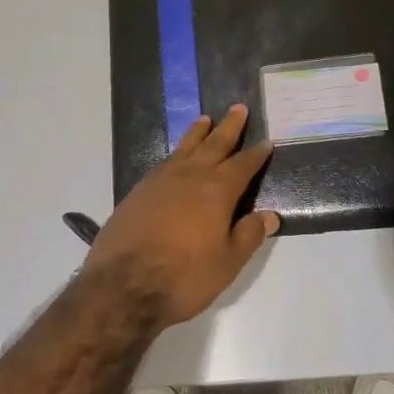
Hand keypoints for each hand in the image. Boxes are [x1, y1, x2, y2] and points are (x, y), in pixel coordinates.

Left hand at [84, 105, 278, 326]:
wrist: (123, 285)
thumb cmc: (184, 277)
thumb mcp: (227, 263)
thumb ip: (248, 235)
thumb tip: (269, 215)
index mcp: (217, 191)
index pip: (243, 165)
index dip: (256, 154)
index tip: (266, 141)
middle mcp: (191, 176)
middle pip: (214, 144)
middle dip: (229, 127)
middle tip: (238, 108)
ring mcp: (162, 179)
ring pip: (185, 147)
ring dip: (198, 132)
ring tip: (205, 119)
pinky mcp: (140, 190)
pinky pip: (165, 160)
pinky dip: (177, 151)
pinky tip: (177, 155)